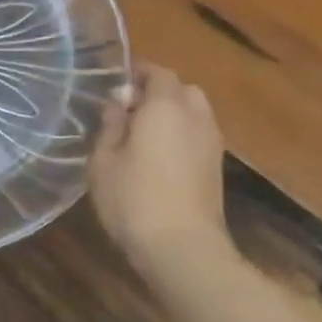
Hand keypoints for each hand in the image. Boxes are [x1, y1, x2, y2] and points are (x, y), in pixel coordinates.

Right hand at [88, 63, 226, 267]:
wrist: (183, 249)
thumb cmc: (133, 198)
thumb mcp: (103, 159)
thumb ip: (111, 124)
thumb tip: (120, 101)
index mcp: (165, 107)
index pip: (158, 73)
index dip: (138, 73)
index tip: (117, 85)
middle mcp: (195, 117)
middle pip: (182, 90)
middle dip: (159, 92)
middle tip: (130, 110)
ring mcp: (212, 144)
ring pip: (195, 113)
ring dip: (173, 115)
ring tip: (144, 135)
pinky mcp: (217, 169)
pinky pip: (199, 136)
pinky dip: (182, 135)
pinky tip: (159, 158)